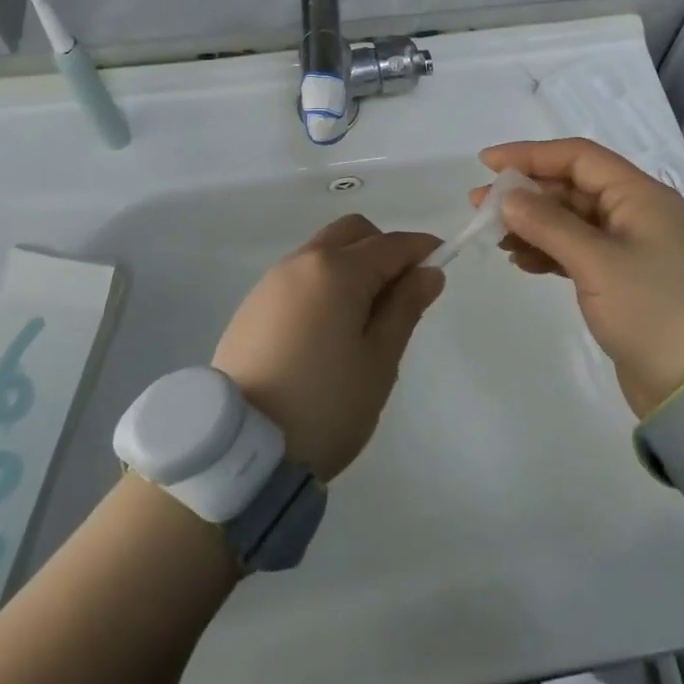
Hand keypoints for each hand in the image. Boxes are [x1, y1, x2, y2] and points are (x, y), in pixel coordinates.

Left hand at [212, 215, 443, 481]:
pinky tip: (328, 328)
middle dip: (383, 248)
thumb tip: (428, 271)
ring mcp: (272, 282)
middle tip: (400, 292)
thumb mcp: (379, 361)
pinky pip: (299, 275)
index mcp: (337, 270)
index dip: (421, 249)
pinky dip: (324, 283)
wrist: (240, 450)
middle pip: (352, 233)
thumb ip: (405, 308)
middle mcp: (302, 262)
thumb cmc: (325, 405)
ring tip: (365, 317)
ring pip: (323, 250)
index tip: (442, 262)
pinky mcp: (252, 305)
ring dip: (352, 264)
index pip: (391, 244)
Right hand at [475, 138, 683, 418]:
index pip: (579, 157)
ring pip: (571, 220)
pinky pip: (576, 251)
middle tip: (480, 205)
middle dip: (526, 193)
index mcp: (640, 195)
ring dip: (533, 224)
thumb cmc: (653, 312)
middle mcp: (636, 213)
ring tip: (494, 238)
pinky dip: (548, 251)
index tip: (488, 163)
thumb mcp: (597, 263)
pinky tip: (521, 261)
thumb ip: (549, 225)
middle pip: (572, 187)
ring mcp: (630, 248)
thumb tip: (508, 196)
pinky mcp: (622, 280)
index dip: (531, 155)